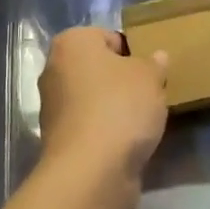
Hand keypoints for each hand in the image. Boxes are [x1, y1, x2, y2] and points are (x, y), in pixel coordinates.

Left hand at [37, 27, 168, 208]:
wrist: (90, 172)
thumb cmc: (119, 108)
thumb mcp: (149, 77)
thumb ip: (154, 63)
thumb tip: (157, 57)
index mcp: (71, 43)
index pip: (108, 37)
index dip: (133, 52)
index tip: (150, 72)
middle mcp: (54, 70)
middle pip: (99, 69)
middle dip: (122, 80)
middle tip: (149, 94)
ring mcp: (53, 107)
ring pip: (94, 98)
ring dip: (115, 107)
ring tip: (142, 121)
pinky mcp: (59, 139)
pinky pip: (90, 125)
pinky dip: (106, 131)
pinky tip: (127, 142)